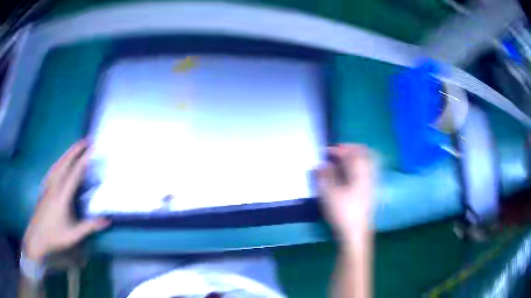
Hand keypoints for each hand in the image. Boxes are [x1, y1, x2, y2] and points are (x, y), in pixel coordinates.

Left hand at [23, 140, 109, 262]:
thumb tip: (107, 220)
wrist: (37, 236)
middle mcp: (55, 186)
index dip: (84, 160)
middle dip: (76, 150)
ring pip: (58, 164)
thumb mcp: (73, 235)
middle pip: (65, 163)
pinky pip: (53, 169)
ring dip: (68, 153)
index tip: (92, 150)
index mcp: (62, 196)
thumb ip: (89, 227)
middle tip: (86, 140)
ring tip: (76, 146)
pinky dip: (59, 161)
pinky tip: (60, 162)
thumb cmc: (55, 236)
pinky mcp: (45, 187)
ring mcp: (48, 185)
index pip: (74, 174)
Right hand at [317, 144, 374, 247]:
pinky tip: (349, 174)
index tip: (326, 151)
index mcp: (360, 173)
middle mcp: (368, 175)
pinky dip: (358, 167)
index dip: (338, 150)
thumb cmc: (343, 213)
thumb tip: (320, 165)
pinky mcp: (370, 191)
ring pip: (367, 162)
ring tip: (343, 161)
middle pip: (365, 153)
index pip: (351, 153)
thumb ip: (324, 176)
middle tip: (338, 151)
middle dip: (351, 149)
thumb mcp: (329, 194)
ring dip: (355, 157)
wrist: (356, 233)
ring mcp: (371, 183)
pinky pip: (367, 171)